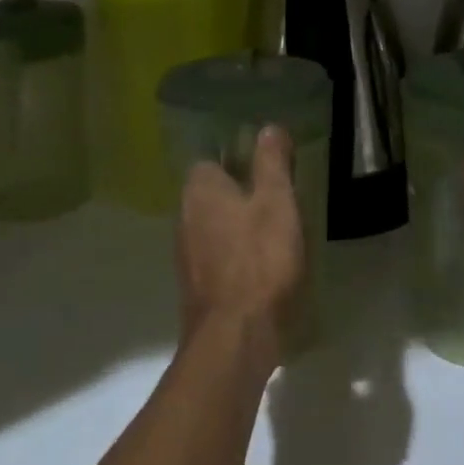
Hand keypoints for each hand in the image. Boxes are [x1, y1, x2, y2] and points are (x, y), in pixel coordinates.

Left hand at [175, 127, 305, 370]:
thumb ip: (271, 163)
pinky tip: (263, 265)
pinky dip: (237, 254)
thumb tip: (267, 127)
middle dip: (240, 192)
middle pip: (212, 193)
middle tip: (278, 196)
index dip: (239, 159)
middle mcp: (185, 217)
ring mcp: (187, 255)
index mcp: (200, 190)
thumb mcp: (277, 201)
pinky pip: (218, 255)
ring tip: (275, 230)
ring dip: (238, 225)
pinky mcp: (197, 286)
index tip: (268, 166)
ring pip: (214, 225)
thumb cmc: (260, 259)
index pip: (211, 159)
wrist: (236, 336)